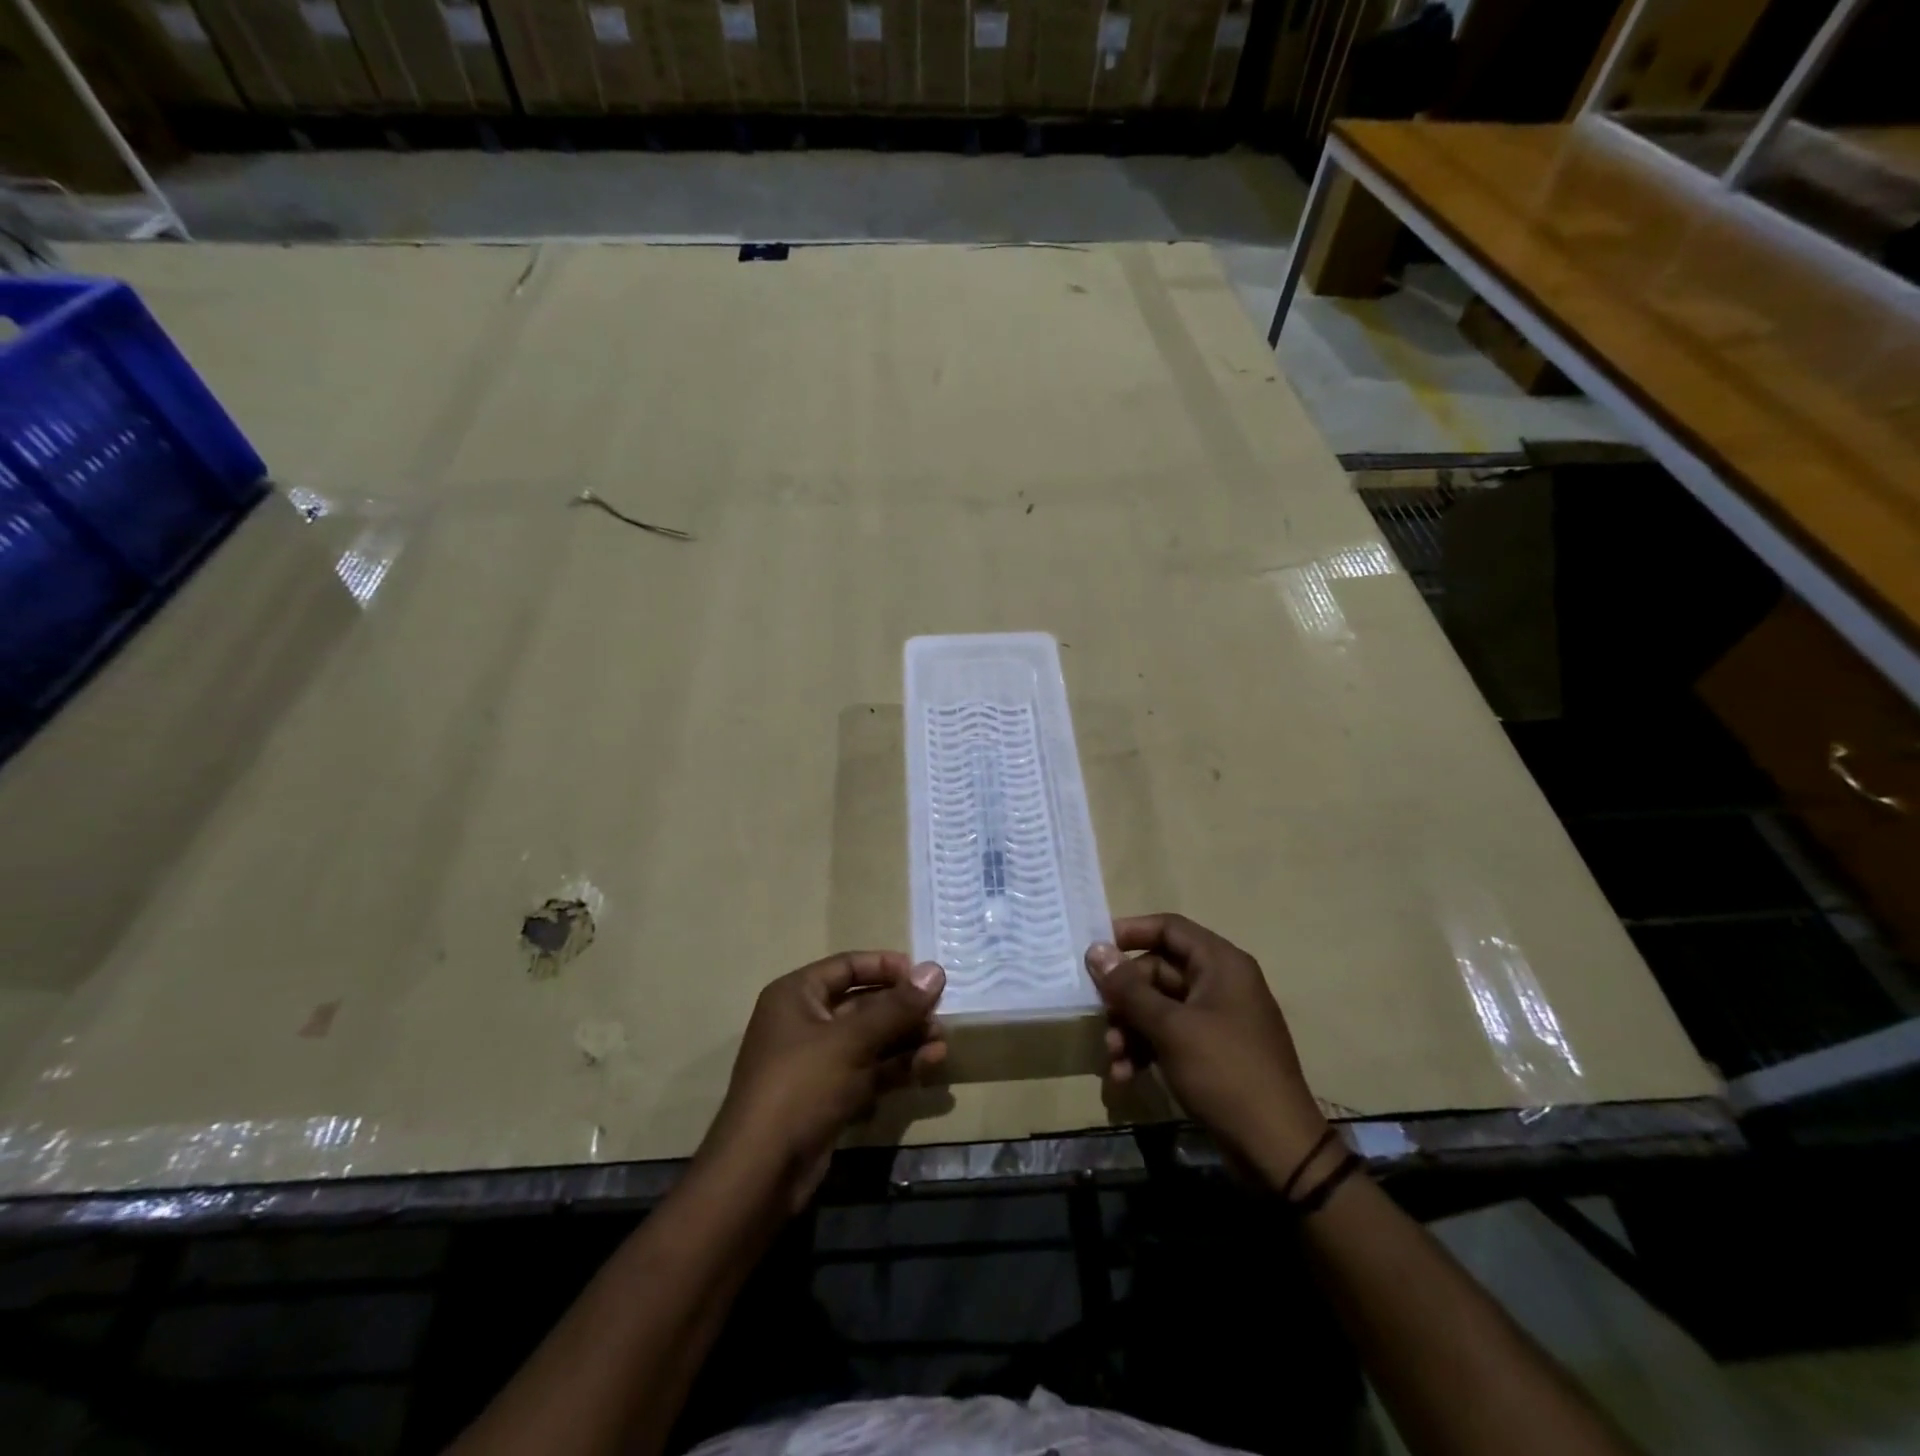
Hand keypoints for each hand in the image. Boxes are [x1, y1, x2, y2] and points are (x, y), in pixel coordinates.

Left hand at [701, 952, 946, 1212]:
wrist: (760, 1173)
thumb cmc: (801, 1087)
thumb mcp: (851, 1041)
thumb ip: (896, 1007)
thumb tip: (935, 970)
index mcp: (797, 995)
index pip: (848, 966)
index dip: (887, 967)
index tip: (925, 976)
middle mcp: (805, 1022)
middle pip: (863, 1004)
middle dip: (903, 1009)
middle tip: (941, 1013)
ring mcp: (817, 1062)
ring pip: (870, 1040)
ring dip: (906, 1039)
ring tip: (942, 1042)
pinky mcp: (829, 1096)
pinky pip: (868, 1070)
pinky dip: (896, 1067)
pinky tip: (929, 1066)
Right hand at [1087, 914, 1328, 1188]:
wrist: (1276, 1149)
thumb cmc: (1224, 1072)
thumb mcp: (1170, 1027)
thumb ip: (1129, 988)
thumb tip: (1095, 950)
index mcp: (1221, 964)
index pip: (1169, 928)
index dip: (1130, 932)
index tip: (1095, 950)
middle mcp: (1221, 983)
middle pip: (1158, 971)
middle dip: (1125, 997)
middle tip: (1102, 1019)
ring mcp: (1218, 1018)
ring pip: (1160, 1007)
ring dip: (1131, 1028)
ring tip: (1113, 1058)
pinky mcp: (1213, 1051)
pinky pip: (1171, 1035)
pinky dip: (1147, 1049)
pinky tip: (1126, 1075)